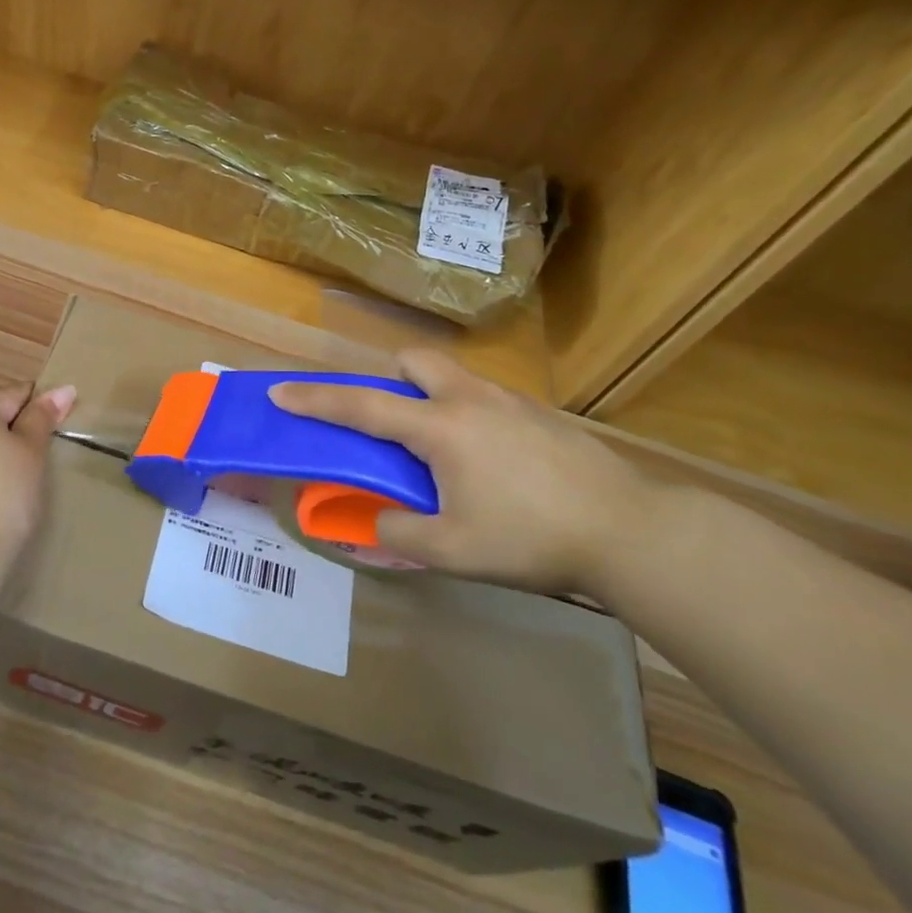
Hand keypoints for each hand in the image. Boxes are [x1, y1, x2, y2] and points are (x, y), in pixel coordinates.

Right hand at [271, 351, 665, 593]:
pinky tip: (495, 465)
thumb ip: (400, 531)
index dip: (315, 400)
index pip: (361, 406)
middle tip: (392, 423)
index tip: (281, 393)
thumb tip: (376, 519)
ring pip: (453, 377)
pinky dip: (469, 416)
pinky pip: (486, 398)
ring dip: (431, 397)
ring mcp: (510, 402)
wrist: (630, 531)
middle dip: (389, 379)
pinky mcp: (542, 415)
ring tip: (445, 453)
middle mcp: (469, 400)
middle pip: (413, 362)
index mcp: (439, 428)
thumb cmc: (532, 538)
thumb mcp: (453, 551)